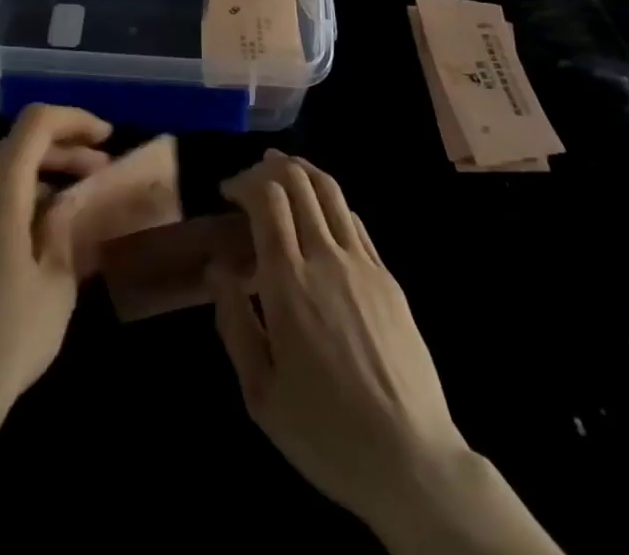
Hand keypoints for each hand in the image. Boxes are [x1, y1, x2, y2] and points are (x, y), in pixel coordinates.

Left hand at [0, 104, 111, 430]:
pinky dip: (9, 195)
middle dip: (62, 149)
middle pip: (17, 144)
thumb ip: (63, 226)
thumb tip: (66, 199)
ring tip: (69, 202)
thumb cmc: (6, 338)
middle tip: (98, 172)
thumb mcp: (56, 282)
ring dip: (36, 173)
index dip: (75, 120)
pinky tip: (29, 231)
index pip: (37, 122)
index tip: (107, 139)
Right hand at [211, 152, 558, 554]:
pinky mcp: (387, 276)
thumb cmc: (325, 431)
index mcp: (288, 283)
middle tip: (249, 180)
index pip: (267, 197)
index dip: (243, 181)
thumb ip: (234, 322)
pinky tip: (318, 214)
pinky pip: (354, 219)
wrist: (412, 461)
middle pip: (298, 181)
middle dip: (268, 167)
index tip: (226, 192)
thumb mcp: (260, 392)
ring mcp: (362, 263)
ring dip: (301, 171)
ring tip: (282, 172)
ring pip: (330, 190)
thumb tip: (216, 269)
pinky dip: (329, 201)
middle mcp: (326, 258)